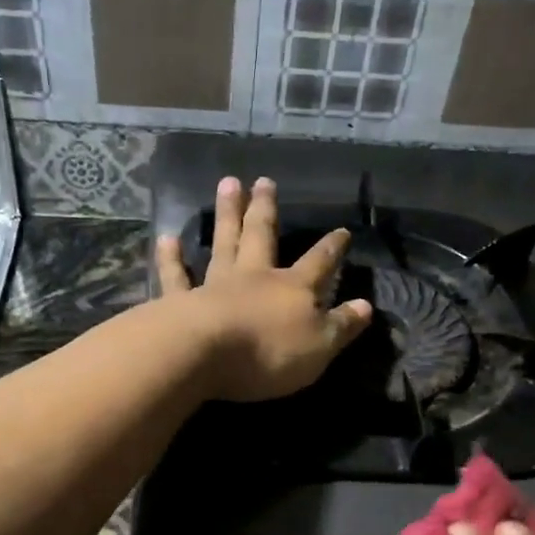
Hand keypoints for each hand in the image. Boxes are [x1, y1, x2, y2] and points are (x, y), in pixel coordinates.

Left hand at [156, 176, 372, 402]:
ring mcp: (216, 285)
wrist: (205, 354)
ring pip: (223, 243)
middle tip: (264, 180)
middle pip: (262, 235)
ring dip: (226, 214)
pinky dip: (171, 258)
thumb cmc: (269, 353)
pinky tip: (167, 239)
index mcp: (292, 288)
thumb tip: (366, 306)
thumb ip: (343, 326)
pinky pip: (176, 276)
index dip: (333, 248)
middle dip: (266, 209)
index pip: (319, 263)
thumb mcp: (320, 346)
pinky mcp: (181, 301)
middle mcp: (254, 277)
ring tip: (227, 185)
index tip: (342, 230)